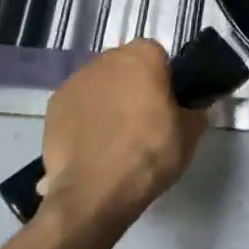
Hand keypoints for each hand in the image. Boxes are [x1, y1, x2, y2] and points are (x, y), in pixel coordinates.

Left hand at [40, 40, 206, 228]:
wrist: (94, 192)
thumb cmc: (149, 154)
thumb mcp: (190, 133)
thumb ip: (194, 110)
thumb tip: (192, 106)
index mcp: (142, 55)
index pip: (158, 57)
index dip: (163, 81)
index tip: (166, 107)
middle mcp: (106, 58)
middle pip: (125, 68)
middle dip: (132, 88)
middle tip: (141, 123)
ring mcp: (76, 80)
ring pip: (99, 86)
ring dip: (106, 103)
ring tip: (112, 141)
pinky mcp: (53, 106)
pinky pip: (77, 107)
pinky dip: (83, 120)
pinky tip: (90, 148)